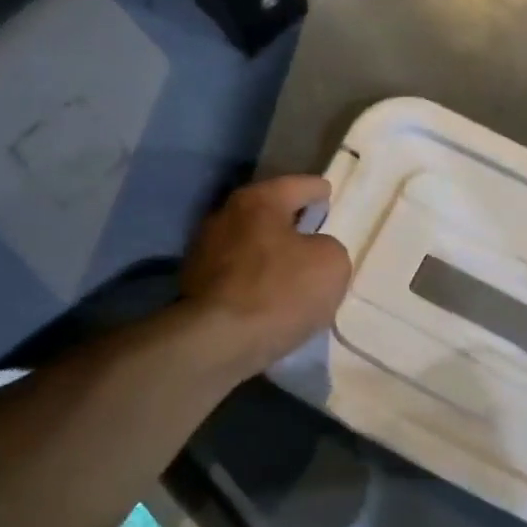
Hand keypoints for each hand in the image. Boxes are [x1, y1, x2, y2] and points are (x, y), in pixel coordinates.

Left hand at [180, 176, 351, 377]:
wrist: (219, 341)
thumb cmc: (281, 291)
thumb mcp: (332, 264)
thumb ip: (329, 247)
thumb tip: (312, 252)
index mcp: (259, 201)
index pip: (296, 185)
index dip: (316, 189)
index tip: (327, 193)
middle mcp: (226, 216)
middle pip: (267, 212)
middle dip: (289, 219)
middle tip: (313, 229)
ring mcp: (204, 251)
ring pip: (249, 243)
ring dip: (269, 251)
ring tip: (293, 268)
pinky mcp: (195, 285)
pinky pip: (236, 273)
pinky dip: (254, 278)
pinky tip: (270, 294)